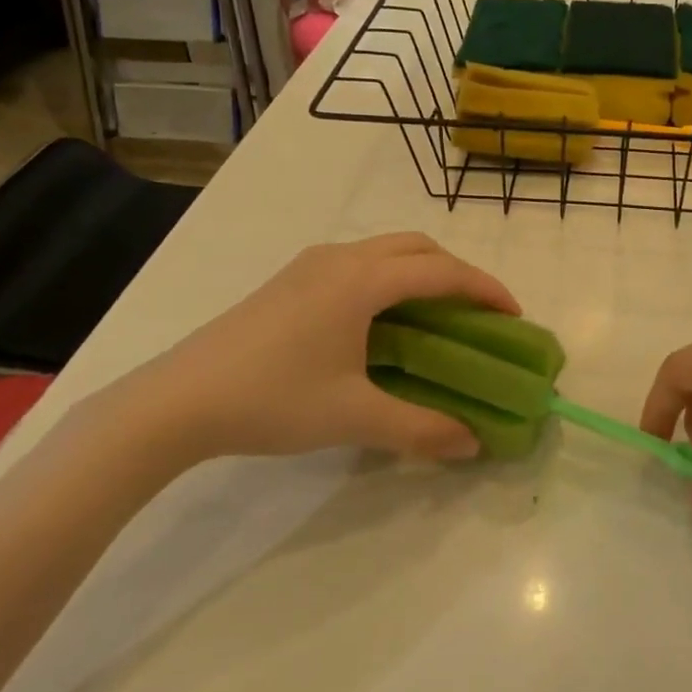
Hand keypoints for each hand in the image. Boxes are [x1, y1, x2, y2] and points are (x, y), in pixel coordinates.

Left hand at [86, 233, 518, 467]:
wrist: (177, 400)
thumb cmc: (272, 399)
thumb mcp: (353, 417)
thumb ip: (420, 429)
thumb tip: (471, 443)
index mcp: (362, 280)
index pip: (441, 271)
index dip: (485, 288)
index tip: (513, 315)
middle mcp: (340, 258)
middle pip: (416, 247)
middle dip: (456, 272)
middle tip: (477, 313)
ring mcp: (310, 264)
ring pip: (384, 250)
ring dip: (420, 271)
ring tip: (437, 315)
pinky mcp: (289, 279)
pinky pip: (358, 263)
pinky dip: (389, 278)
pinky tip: (382, 321)